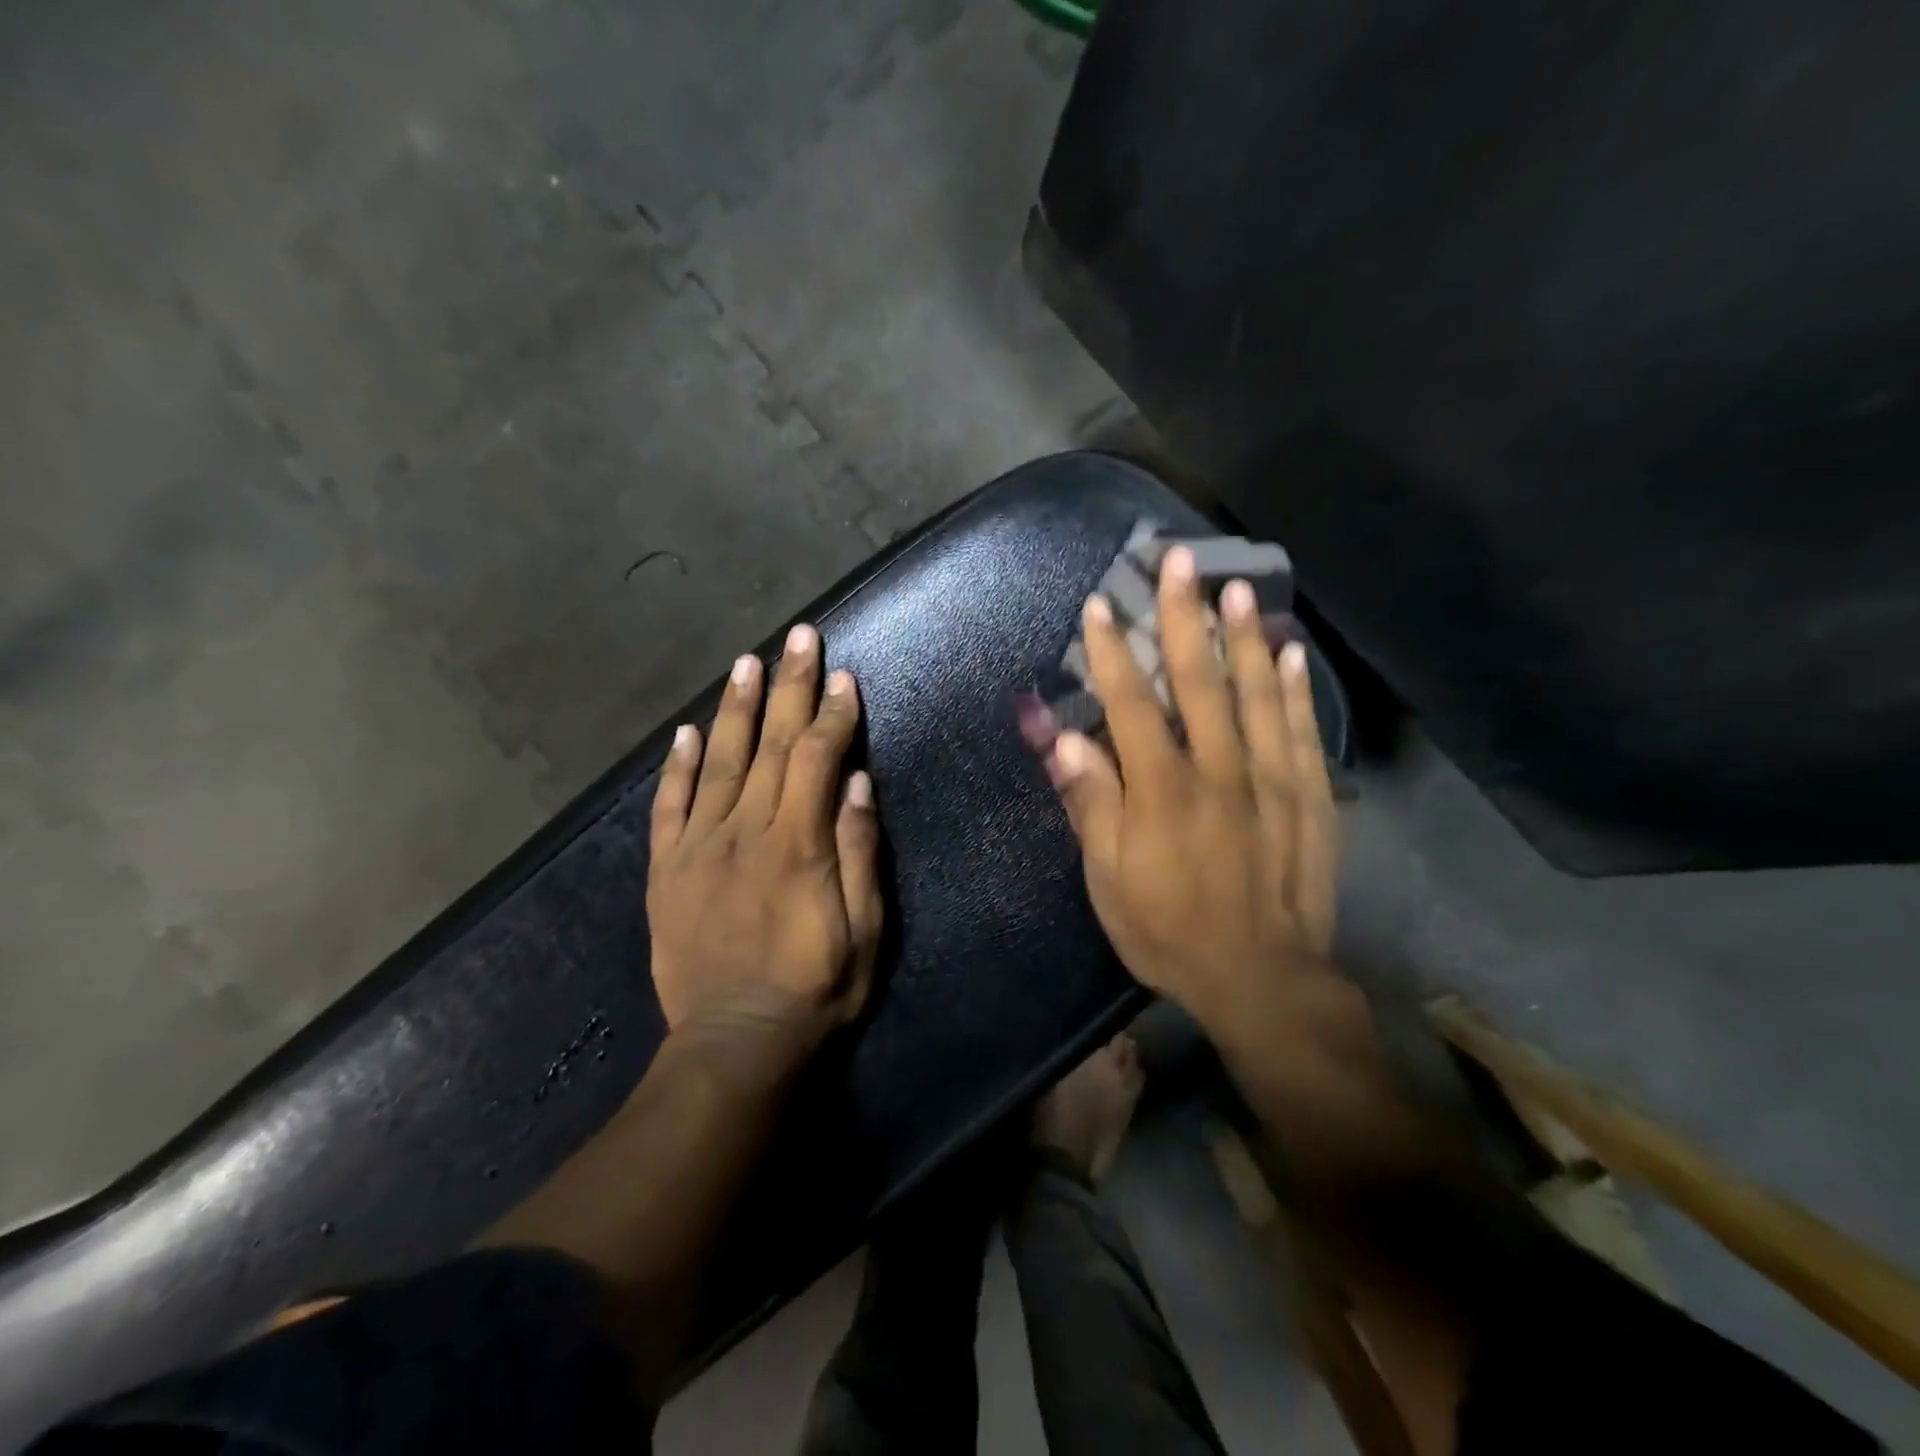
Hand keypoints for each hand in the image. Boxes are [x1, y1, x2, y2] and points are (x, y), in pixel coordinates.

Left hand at [648, 623, 884, 1060]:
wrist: (735, 1044)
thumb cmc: (816, 989)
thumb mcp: (865, 930)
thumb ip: (860, 853)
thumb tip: (859, 783)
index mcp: (798, 844)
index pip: (819, 760)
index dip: (834, 714)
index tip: (845, 676)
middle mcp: (746, 831)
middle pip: (772, 746)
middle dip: (790, 686)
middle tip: (798, 638)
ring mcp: (700, 848)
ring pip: (720, 762)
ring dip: (736, 709)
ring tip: (747, 663)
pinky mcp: (667, 871)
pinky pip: (669, 808)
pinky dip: (677, 767)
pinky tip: (687, 732)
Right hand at [1044, 546, 1338, 1037]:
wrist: (1263, 980)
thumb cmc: (1169, 931)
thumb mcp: (1110, 881)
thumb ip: (1092, 804)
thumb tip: (1065, 739)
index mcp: (1164, 791)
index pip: (1133, 705)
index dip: (1113, 654)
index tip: (1100, 606)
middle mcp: (1220, 771)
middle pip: (1199, 681)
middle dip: (1184, 617)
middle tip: (1181, 560)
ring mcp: (1272, 781)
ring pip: (1255, 694)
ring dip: (1242, 636)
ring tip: (1236, 588)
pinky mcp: (1310, 799)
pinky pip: (1300, 732)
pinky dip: (1292, 689)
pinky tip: (1288, 653)